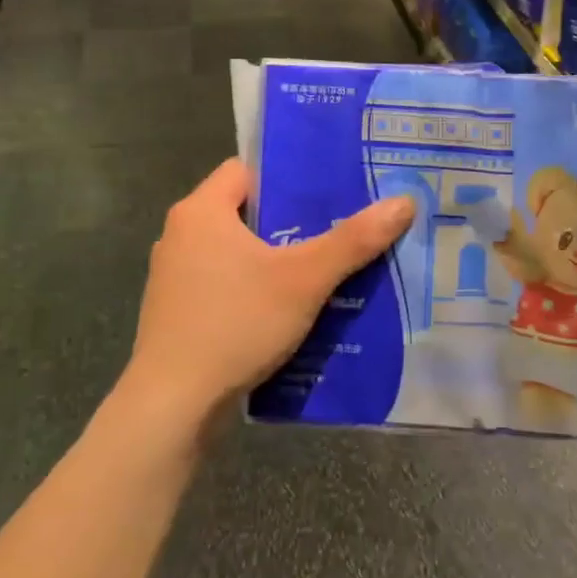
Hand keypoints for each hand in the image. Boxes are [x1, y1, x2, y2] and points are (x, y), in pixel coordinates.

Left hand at [121, 159, 414, 431]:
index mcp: (200, 210)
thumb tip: (404, 202)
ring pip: (237, 252)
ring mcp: (175, 277)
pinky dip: (255, 289)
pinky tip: (290, 309)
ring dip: (275, 259)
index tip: (328, 189)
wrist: (172, 407)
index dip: (287, 176)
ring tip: (324, 268)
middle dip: (291, 221)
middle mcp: (181, 235)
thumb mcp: (305, 279)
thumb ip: (353, 240)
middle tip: (339, 228)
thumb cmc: (235, 324)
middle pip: (246, 212)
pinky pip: (225, 284)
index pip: (246, 169)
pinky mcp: (178, 313)